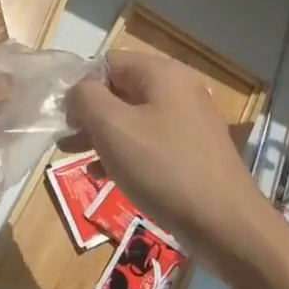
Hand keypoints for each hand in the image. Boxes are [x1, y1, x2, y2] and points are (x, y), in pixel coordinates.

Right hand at [66, 51, 264, 274]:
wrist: (226, 225)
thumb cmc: (163, 167)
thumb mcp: (112, 127)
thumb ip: (86, 98)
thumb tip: (78, 92)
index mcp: (162, 74)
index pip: (109, 62)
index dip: (81, 84)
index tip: (63, 116)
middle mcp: (179, 91)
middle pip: (120, 90)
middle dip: (89, 113)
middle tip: (64, 139)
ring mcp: (189, 123)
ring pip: (133, 119)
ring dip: (102, 135)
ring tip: (74, 157)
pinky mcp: (192, 153)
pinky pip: (149, 142)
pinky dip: (125, 153)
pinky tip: (104, 175)